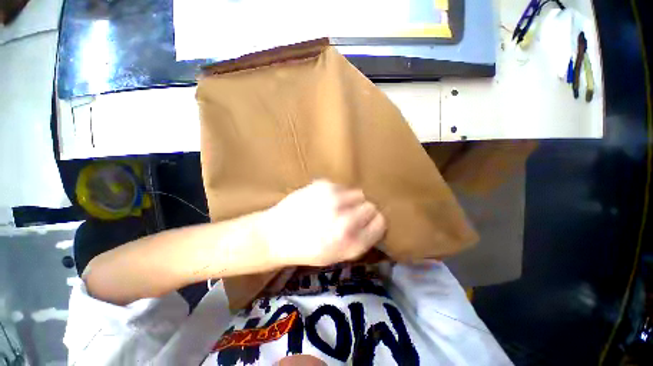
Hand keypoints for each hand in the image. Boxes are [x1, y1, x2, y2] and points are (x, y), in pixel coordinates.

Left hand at [259, 180, 386, 266]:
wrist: (276, 235)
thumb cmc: (307, 249)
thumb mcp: (338, 255)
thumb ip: (361, 239)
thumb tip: (376, 220)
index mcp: (352, 243)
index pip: (381, 222)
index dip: (374, 222)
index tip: (366, 222)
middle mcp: (346, 220)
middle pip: (371, 206)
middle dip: (363, 211)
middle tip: (349, 215)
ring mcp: (334, 200)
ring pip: (358, 193)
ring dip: (351, 200)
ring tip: (336, 207)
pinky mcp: (323, 185)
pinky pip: (342, 186)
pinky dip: (337, 193)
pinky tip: (324, 200)